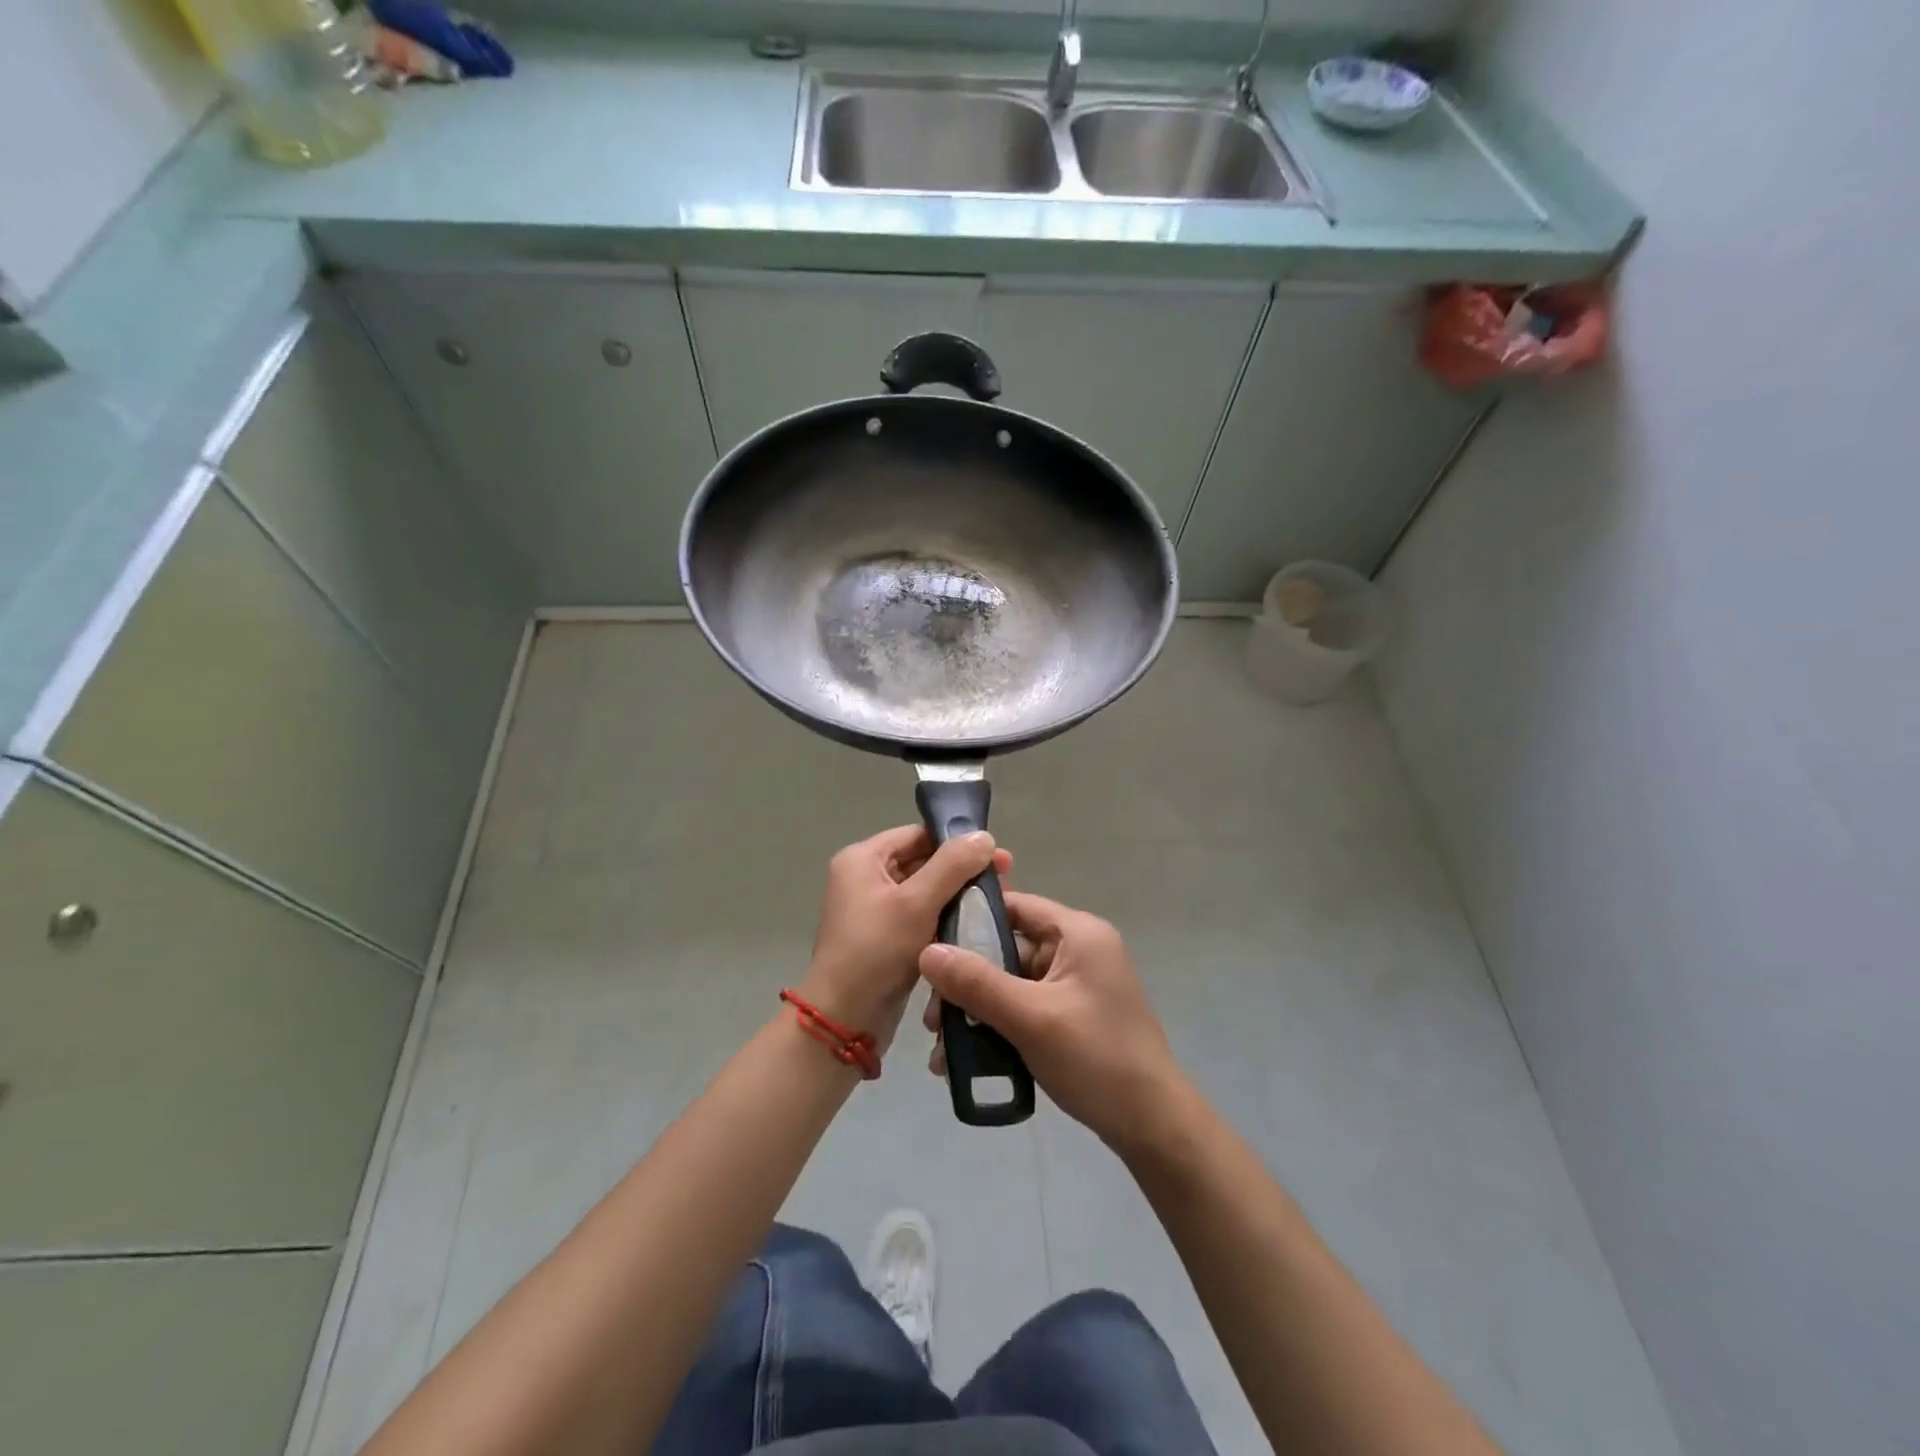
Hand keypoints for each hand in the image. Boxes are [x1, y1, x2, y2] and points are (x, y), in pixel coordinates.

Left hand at [801, 826, 1011, 1054]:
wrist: (845, 1020)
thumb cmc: (877, 951)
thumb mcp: (917, 903)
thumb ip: (952, 865)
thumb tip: (984, 836)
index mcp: (862, 859)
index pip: (917, 835)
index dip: (957, 842)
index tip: (997, 858)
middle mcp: (863, 877)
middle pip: (921, 860)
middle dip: (961, 871)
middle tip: (1004, 882)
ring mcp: (871, 909)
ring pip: (923, 890)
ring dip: (955, 895)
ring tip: (994, 904)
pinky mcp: (882, 937)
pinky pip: (918, 916)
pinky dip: (942, 917)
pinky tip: (972, 925)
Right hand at [918, 892, 1188, 1156]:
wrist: (1152, 1127)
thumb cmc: (1096, 1058)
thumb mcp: (1031, 1018)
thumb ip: (977, 983)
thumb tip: (925, 950)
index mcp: (1078, 933)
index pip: (1014, 905)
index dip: (969, 921)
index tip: (928, 947)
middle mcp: (1077, 950)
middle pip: (1007, 949)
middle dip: (966, 982)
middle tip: (933, 1017)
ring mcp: (1075, 985)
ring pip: (1010, 983)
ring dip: (975, 1011)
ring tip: (942, 1047)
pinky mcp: (1071, 1016)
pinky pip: (1023, 1009)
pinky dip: (995, 1027)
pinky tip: (965, 1060)